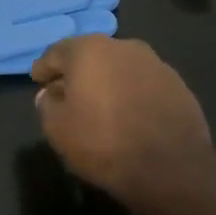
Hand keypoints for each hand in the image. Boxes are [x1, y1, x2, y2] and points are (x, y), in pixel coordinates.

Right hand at [32, 37, 214, 201]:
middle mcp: (123, 47)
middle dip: (77, 71)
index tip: (37, 79)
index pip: (57, 52)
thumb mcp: (58, 129)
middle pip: (91, 55)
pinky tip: (129, 113)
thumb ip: (47, 106)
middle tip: (66, 91)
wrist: (170, 167)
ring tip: (100, 103)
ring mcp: (155, 63)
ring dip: (107, 80)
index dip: (45, 67)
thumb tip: (49, 95)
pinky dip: (132, 93)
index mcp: (89, 50)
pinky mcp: (178, 84)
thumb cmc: (104, 143)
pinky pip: (144, 84)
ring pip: (120, 67)